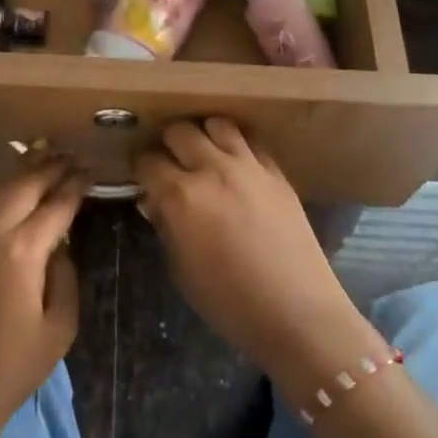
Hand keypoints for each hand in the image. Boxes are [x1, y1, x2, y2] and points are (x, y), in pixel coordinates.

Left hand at [0, 157, 87, 433]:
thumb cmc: (13, 366)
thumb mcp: (60, 327)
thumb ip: (66, 276)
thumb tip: (61, 245)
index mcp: (23, 251)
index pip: (56, 205)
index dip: (76, 185)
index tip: (92, 170)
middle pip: (24, 184)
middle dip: (51, 166)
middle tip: (73, 155)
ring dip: (23, 170)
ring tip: (45, 157)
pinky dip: (1, 188)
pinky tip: (13, 187)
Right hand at [135, 120, 380, 386]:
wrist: (297, 312)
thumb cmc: (229, 302)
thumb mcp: (181, 269)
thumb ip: (164, 227)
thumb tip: (155, 202)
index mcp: (181, 196)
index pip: (147, 161)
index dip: (140, 168)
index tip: (141, 178)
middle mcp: (213, 169)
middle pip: (180, 131)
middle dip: (168, 144)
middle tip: (170, 164)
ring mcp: (249, 166)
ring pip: (217, 124)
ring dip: (204, 136)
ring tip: (204, 156)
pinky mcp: (277, 172)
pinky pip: (251, 142)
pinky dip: (237, 146)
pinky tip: (235, 165)